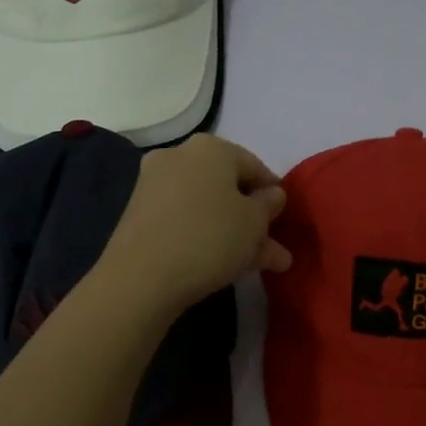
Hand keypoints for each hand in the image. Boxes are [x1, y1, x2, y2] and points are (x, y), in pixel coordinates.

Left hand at [96, 134, 291, 315]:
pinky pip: (186, 220)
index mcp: (211, 148)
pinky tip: (226, 263)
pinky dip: (207, 236)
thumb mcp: (255, 223)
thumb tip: (271, 194)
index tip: (284, 219)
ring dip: (235, 233)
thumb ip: (269, 205)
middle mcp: (180, 157)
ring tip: (260, 265)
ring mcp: (155, 185)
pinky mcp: (141, 214)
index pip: (255, 165)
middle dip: (254, 219)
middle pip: (229, 188)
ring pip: (209, 207)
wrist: (142, 277)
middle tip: (275, 248)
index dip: (274, 193)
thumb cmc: (210, 238)